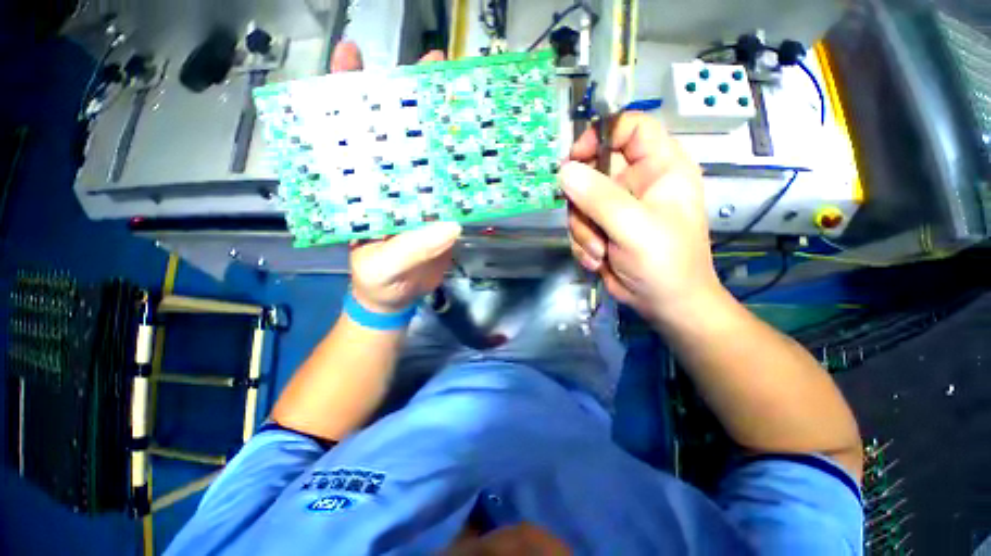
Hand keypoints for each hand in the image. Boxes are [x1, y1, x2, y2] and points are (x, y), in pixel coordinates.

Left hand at [330, 42, 460, 312]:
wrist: (399, 297)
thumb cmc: (379, 281)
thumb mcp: (383, 267)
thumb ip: (410, 249)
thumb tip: (451, 226)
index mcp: (364, 191)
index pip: (351, 136)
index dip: (345, 94)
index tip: (352, 54)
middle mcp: (390, 185)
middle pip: (397, 135)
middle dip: (409, 97)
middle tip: (431, 64)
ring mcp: (418, 197)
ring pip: (430, 157)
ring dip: (443, 128)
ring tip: (461, 95)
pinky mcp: (440, 211)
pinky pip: (453, 186)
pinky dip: (464, 169)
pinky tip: (477, 150)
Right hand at [560, 112, 720, 323]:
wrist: (665, 304)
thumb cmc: (665, 262)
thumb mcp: (634, 226)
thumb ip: (599, 197)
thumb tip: (564, 172)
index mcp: (659, 168)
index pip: (630, 128)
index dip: (600, 134)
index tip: (575, 159)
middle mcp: (635, 182)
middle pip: (591, 171)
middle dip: (583, 204)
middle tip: (590, 226)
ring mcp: (615, 207)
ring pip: (579, 204)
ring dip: (583, 231)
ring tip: (601, 252)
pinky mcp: (602, 228)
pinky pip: (578, 226)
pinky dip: (583, 245)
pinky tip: (599, 260)